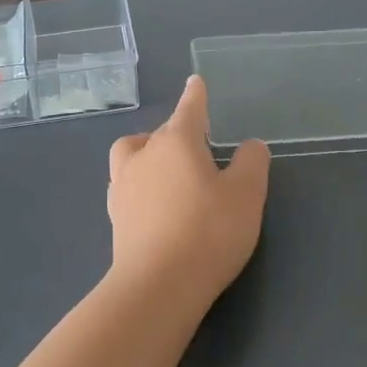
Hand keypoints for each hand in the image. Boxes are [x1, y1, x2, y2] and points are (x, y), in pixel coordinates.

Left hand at [107, 76, 269, 306]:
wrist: (157, 284)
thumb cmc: (208, 232)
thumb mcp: (246, 195)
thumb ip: (251, 163)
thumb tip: (250, 145)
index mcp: (177, 142)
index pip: (189, 109)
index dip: (196, 95)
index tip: (196, 82)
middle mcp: (144, 154)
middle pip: (162, 132)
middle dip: (179, 132)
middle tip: (201, 147)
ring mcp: (123, 184)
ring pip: (133, 152)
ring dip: (148, 151)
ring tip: (166, 166)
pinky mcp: (115, 214)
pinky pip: (125, 183)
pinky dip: (138, 181)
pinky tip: (151, 198)